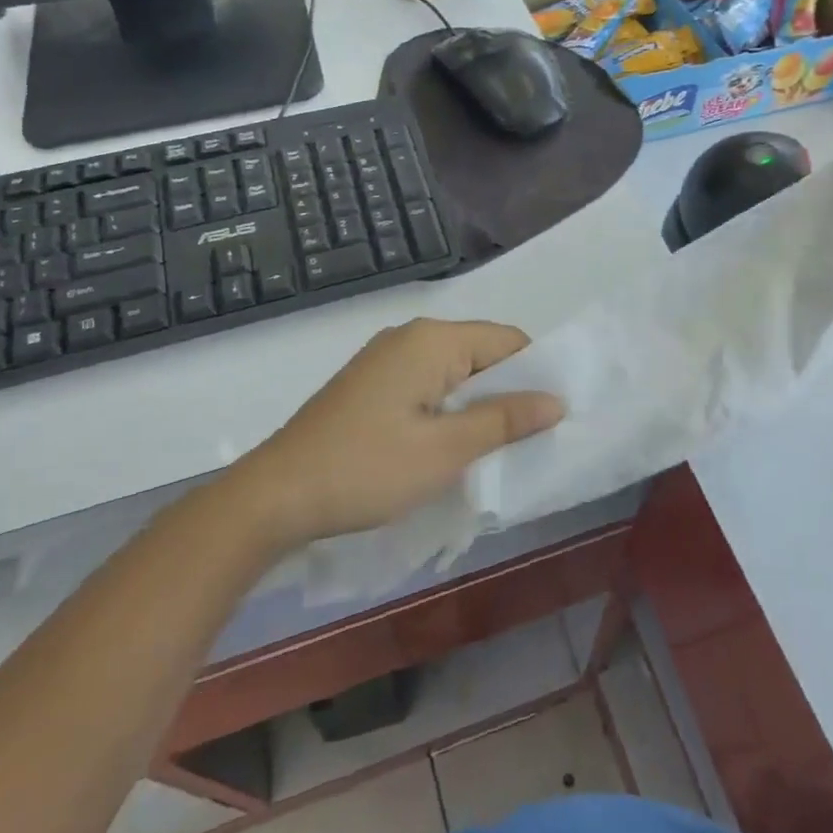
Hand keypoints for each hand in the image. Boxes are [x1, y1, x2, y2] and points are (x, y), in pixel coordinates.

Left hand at [226, 319, 564, 550]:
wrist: (276, 495)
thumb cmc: (367, 469)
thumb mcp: (445, 450)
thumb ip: (504, 420)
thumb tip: (556, 400)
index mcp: (432, 340)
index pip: (507, 340)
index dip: (536, 374)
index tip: (553, 417)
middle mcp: (409, 336)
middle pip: (481, 353)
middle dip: (508, 391)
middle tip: (528, 440)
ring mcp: (385, 359)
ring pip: (454, 372)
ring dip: (477, 405)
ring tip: (494, 448)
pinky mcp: (370, 384)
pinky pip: (427, 385)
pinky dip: (448, 409)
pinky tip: (450, 446)